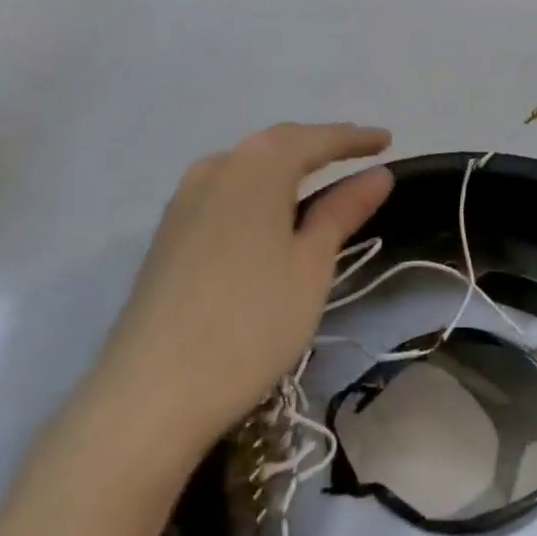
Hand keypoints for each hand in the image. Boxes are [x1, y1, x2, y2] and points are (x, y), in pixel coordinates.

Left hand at [91, 123, 393, 450]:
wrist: (148, 396)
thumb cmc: (248, 324)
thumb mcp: (310, 266)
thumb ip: (343, 211)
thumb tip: (378, 174)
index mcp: (257, 166)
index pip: (317, 139)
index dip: (355, 138)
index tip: (388, 139)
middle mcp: (218, 165)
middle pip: (279, 144)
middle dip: (320, 145)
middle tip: (358, 152)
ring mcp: (186, 197)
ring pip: (249, 165)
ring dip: (286, 165)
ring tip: (319, 177)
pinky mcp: (168, 231)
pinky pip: (226, 189)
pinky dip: (258, 189)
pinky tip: (268, 212)